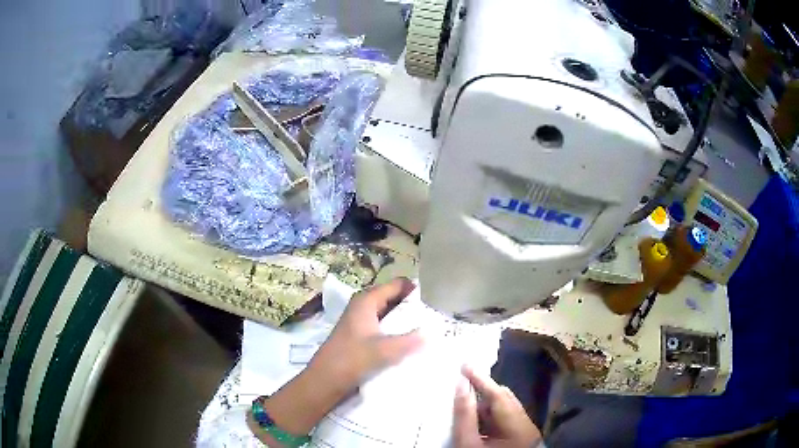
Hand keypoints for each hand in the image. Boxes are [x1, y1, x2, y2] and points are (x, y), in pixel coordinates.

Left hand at [250, 278, 422, 443]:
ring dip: (406, 320)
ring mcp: (361, 320)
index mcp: (367, 300)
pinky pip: (384, 326)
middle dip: (414, 306)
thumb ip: (410, 340)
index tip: (436, 301)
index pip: (398, 284)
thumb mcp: (384, 350)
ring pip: (390, 313)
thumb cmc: (351, 360)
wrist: (325, 380)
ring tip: (429, 329)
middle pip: (394, 297)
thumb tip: (433, 333)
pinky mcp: (361, 335)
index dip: (416, 290)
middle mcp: (364, 305)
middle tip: (437, 317)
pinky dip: (397, 330)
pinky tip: (411, 342)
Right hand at [453, 365, 541, 447]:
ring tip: (465, 399)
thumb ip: (465, 414)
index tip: (465, 364)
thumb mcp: (467, 441)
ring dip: (485, 404)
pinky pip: (505, 418)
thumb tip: (461, 384)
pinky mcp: (519, 437)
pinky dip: (489, 415)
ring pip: (504, 409)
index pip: (499, 396)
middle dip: (484, 391)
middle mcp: (527, 424)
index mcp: (519, 426)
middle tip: (463, 381)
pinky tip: (475, 417)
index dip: (481, 380)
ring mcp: (525, 431)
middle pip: (504, 400)